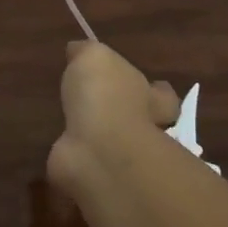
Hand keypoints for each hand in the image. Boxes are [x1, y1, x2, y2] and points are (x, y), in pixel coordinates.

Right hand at [47, 40, 182, 199]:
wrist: (98, 151)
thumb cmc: (104, 96)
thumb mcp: (93, 57)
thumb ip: (87, 52)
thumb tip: (77, 50)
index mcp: (149, 97)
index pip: (161, 94)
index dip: (155, 90)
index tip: (149, 85)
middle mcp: (142, 129)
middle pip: (144, 122)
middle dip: (130, 117)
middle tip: (106, 110)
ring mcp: (122, 157)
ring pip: (115, 145)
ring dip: (102, 139)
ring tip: (78, 129)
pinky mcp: (97, 176)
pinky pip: (89, 165)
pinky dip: (81, 161)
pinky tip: (66, 153)